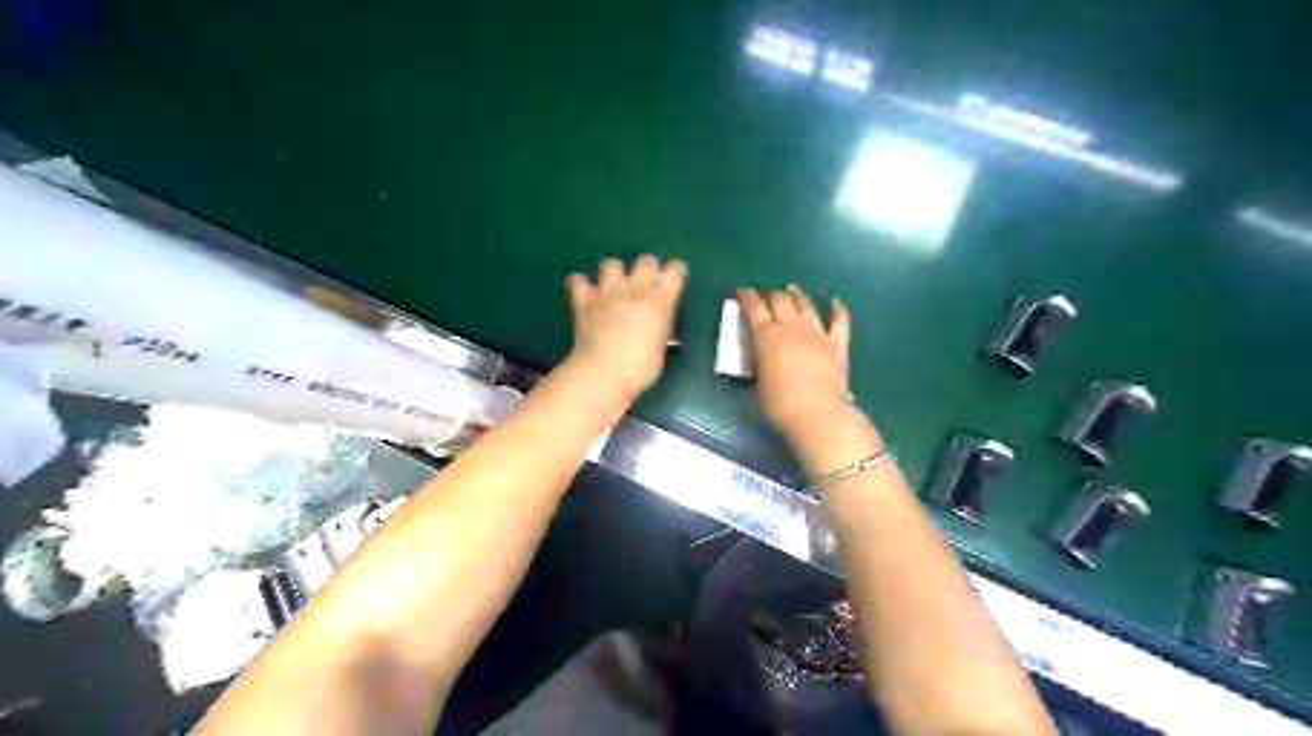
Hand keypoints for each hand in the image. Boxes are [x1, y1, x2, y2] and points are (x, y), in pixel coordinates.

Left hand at [565, 254, 686, 401]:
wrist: (602, 374)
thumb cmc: (638, 369)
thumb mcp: (660, 349)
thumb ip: (658, 328)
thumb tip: (655, 324)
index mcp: (659, 303)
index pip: (675, 272)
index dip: (675, 273)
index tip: (672, 281)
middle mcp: (635, 291)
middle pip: (646, 261)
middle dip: (647, 269)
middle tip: (644, 286)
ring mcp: (607, 293)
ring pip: (611, 264)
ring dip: (613, 273)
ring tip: (613, 288)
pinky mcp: (583, 301)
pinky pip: (577, 280)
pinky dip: (580, 284)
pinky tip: (584, 294)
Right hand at [736, 285, 850, 435]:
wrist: (817, 414)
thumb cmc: (779, 405)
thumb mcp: (757, 385)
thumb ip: (757, 366)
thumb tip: (759, 361)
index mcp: (767, 337)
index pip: (753, 308)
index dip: (746, 297)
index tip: (740, 292)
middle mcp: (792, 328)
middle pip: (780, 300)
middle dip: (770, 294)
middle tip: (764, 296)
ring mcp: (817, 334)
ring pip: (806, 305)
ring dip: (797, 296)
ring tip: (792, 290)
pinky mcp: (837, 345)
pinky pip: (840, 321)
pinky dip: (837, 310)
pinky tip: (835, 302)